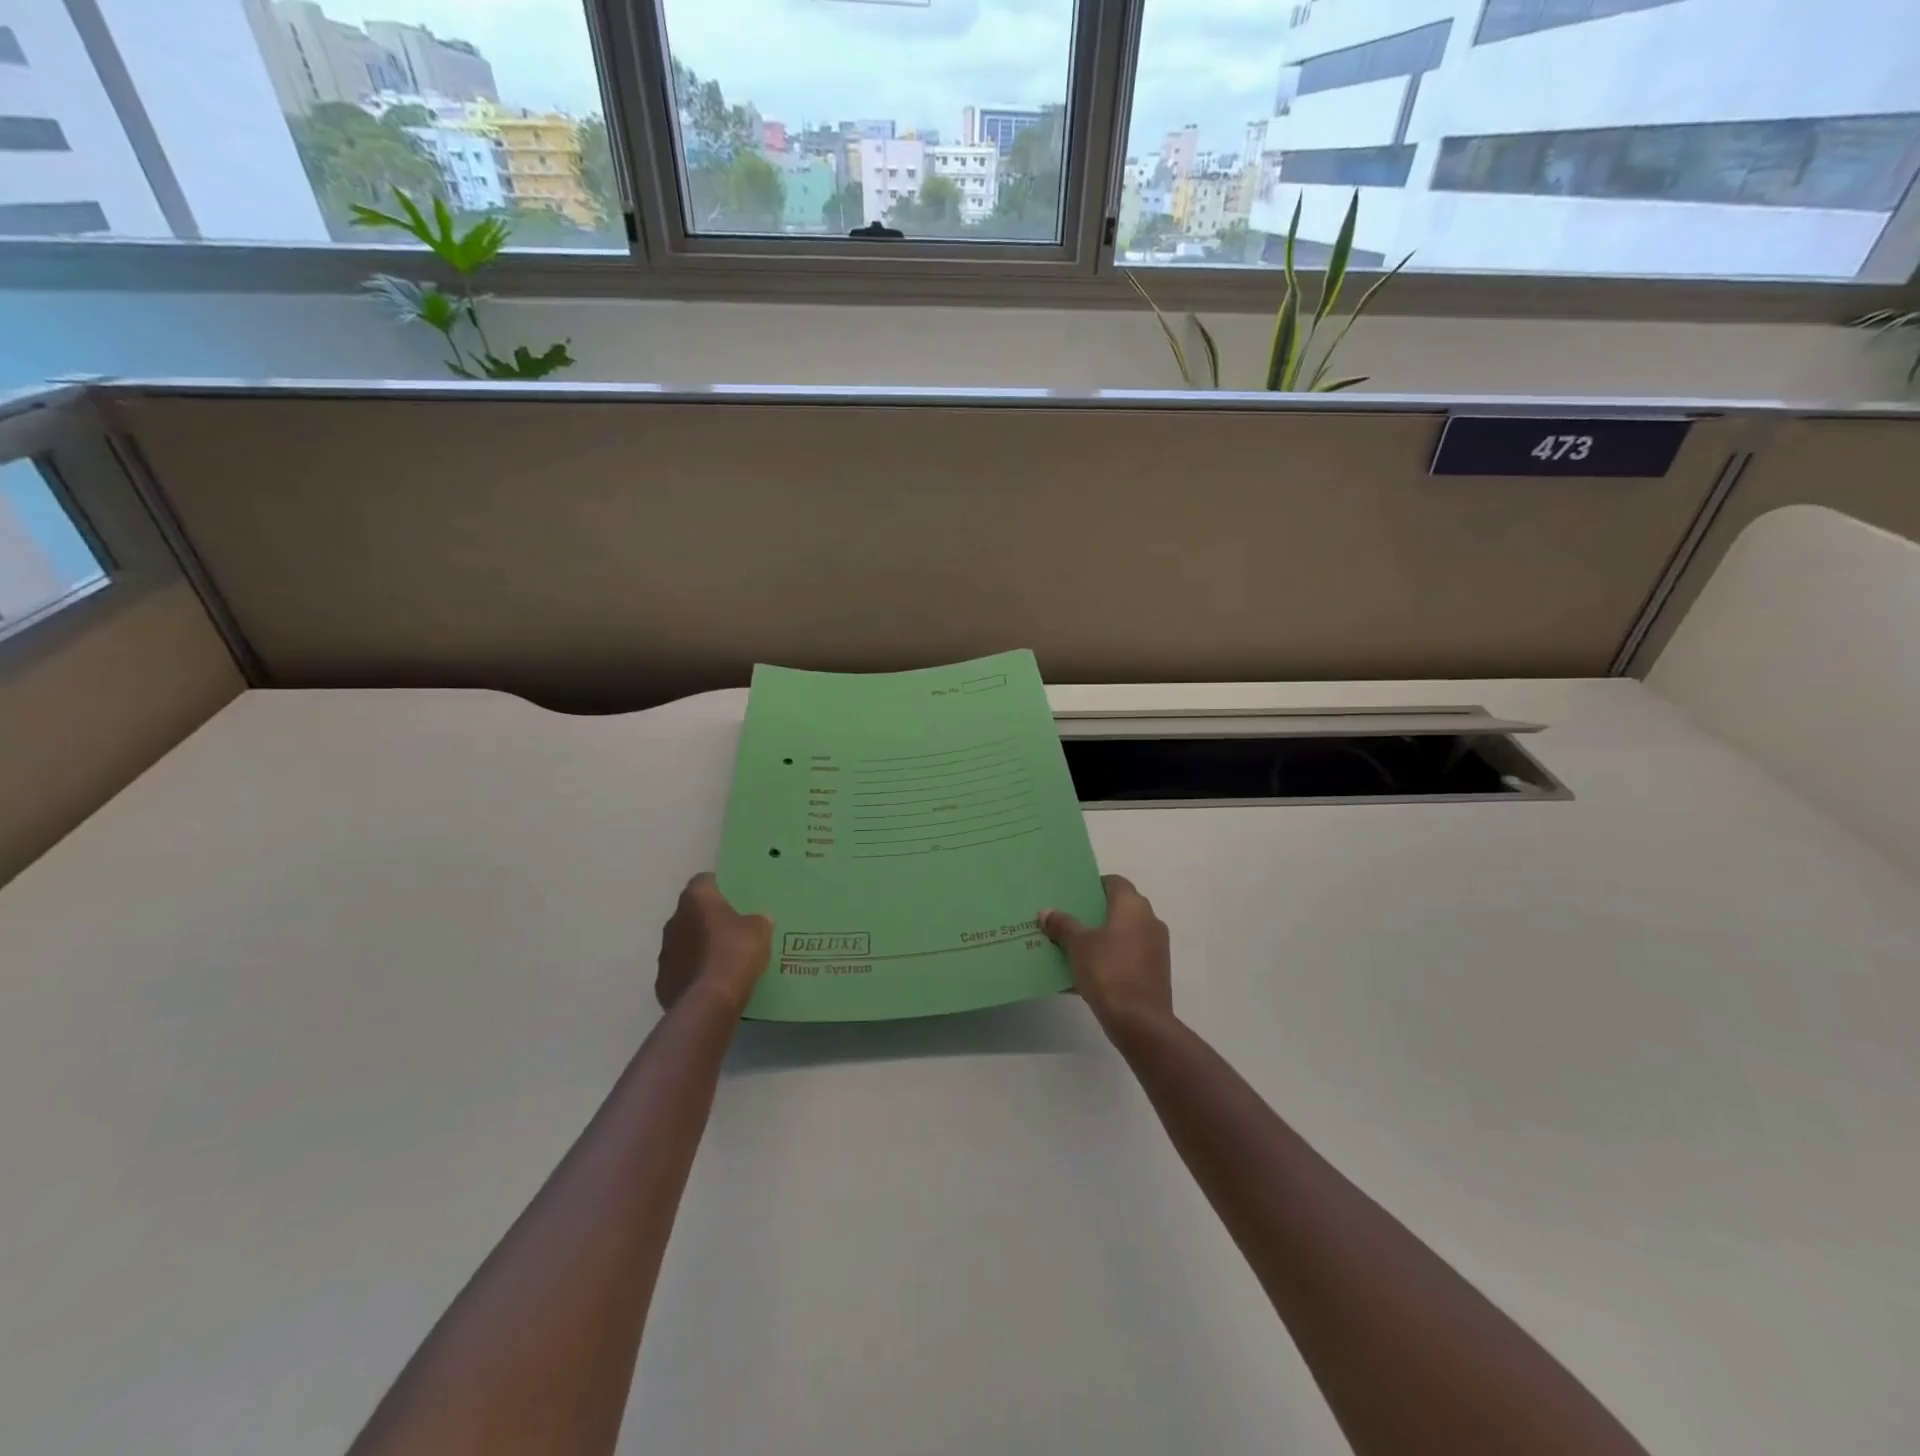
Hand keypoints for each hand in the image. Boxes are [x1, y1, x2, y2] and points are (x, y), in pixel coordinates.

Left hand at [656, 873, 772, 1016]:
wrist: (709, 1001)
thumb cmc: (735, 954)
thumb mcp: (760, 931)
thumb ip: (759, 920)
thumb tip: (761, 918)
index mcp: (696, 900)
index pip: (703, 881)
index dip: (718, 887)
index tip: (733, 897)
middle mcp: (674, 921)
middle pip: (691, 913)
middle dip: (707, 919)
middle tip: (731, 929)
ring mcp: (665, 952)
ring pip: (683, 942)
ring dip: (698, 947)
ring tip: (722, 959)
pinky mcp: (662, 981)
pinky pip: (681, 969)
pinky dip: (693, 972)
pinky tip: (711, 982)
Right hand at [1040, 875, 1171, 1030]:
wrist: (1140, 1022)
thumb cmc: (1108, 972)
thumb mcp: (1078, 946)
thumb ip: (1062, 925)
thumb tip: (1046, 911)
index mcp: (1133, 906)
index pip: (1114, 882)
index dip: (1093, 885)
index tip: (1072, 895)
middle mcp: (1149, 920)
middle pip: (1118, 908)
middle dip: (1093, 913)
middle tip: (1067, 919)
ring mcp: (1155, 947)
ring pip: (1122, 934)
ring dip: (1101, 938)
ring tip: (1072, 946)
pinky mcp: (1154, 971)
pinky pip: (1127, 956)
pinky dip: (1109, 958)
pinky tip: (1085, 972)